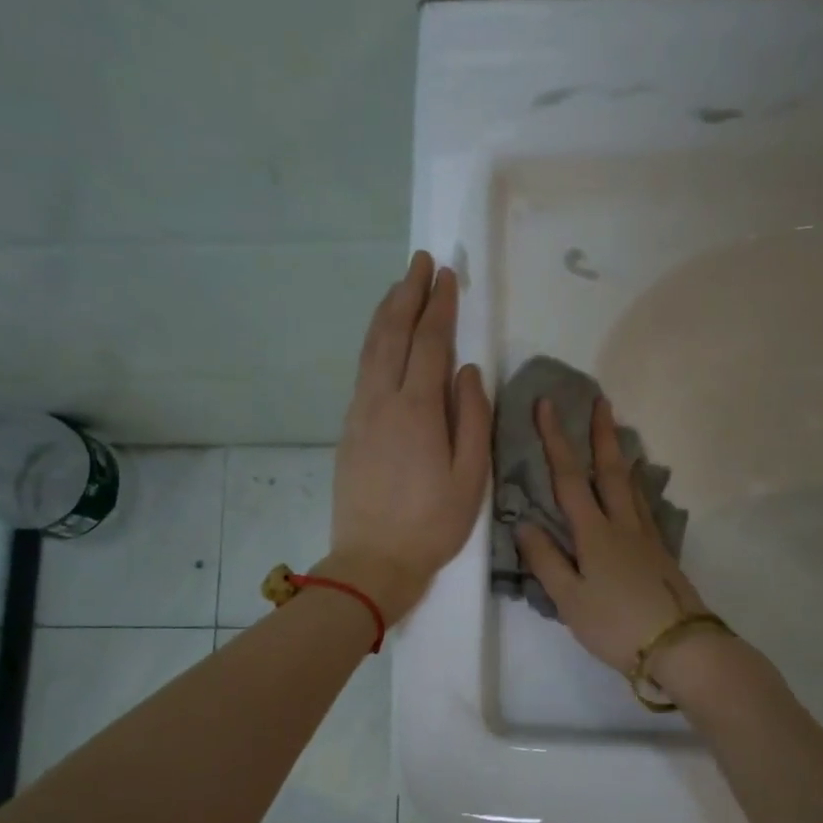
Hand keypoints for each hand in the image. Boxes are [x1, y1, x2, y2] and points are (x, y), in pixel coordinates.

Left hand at [326, 251, 491, 624]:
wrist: (372, 561)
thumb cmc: (432, 525)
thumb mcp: (470, 478)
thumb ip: (473, 419)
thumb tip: (468, 371)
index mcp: (418, 411)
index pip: (430, 343)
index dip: (440, 306)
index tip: (448, 276)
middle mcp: (383, 401)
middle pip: (393, 333)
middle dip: (408, 293)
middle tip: (421, 261)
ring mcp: (360, 414)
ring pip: (371, 349)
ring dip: (386, 312)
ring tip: (400, 286)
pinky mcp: (349, 430)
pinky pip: (363, 371)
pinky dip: (374, 342)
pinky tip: (383, 339)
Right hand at [516, 395, 707, 675]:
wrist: (679, 645)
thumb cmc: (616, 625)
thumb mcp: (569, 599)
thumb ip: (545, 560)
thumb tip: (522, 523)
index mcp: (595, 534)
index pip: (570, 478)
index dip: (556, 440)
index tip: (547, 405)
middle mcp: (623, 525)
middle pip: (611, 470)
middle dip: (601, 434)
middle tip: (600, 400)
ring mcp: (647, 538)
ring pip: (633, 485)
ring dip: (622, 455)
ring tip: (618, 435)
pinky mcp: (662, 553)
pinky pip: (645, 507)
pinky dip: (637, 487)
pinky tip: (638, 491)